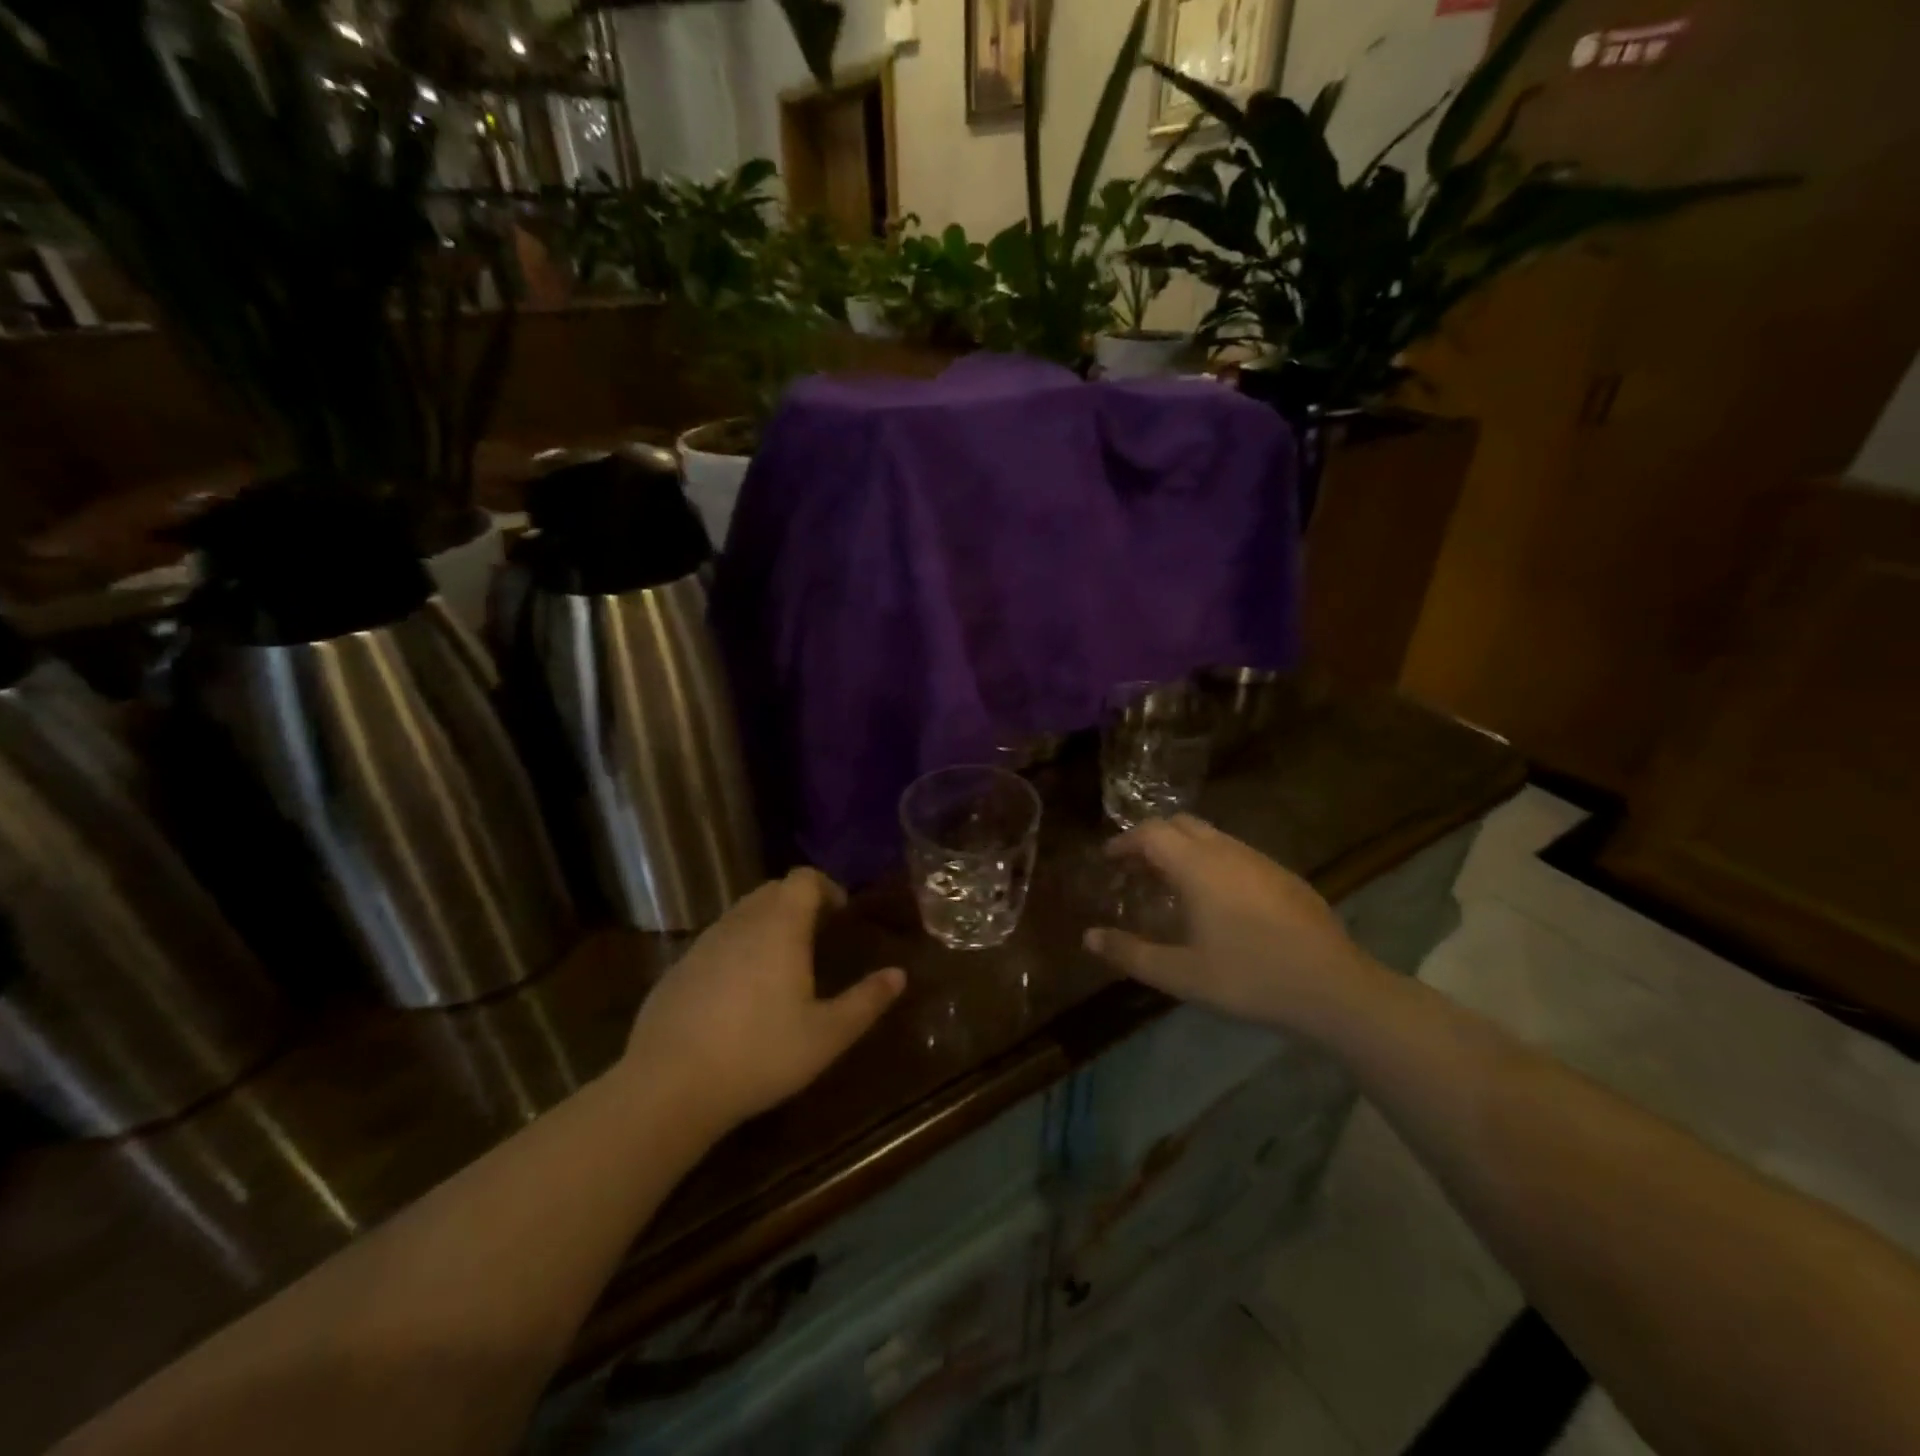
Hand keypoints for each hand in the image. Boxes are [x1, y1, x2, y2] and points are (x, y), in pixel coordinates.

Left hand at [620, 869, 906, 1129]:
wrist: (669, 1087)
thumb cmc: (760, 1055)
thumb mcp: (826, 1035)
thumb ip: (866, 1001)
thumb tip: (898, 974)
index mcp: (780, 927)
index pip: (803, 879)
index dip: (826, 887)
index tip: (840, 915)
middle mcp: (740, 922)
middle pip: (773, 890)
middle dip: (798, 903)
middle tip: (817, 937)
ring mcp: (704, 943)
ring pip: (742, 913)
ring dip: (766, 923)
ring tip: (782, 964)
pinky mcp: (678, 968)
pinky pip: (717, 941)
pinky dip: (737, 948)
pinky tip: (739, 994)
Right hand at [1083, 814, 1384, 1036]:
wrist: (1334, 989)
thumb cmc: (1249, 978)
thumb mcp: (1181, 975)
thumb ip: (1131, 953)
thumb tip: (1089, 938)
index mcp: (1197, 867)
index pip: (1151, 833)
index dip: (1125, 841)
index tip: (1109, 860)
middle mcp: (1227, 852)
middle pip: (1181, 824)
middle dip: (1152, 838)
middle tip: (1136, 869)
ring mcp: (1260, 860)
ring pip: (1212, 836)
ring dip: (1184, 849)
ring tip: (1172, 885)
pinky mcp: (1285, 876)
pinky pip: (1236, 853)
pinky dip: (1212, 861)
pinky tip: (1219, 901)